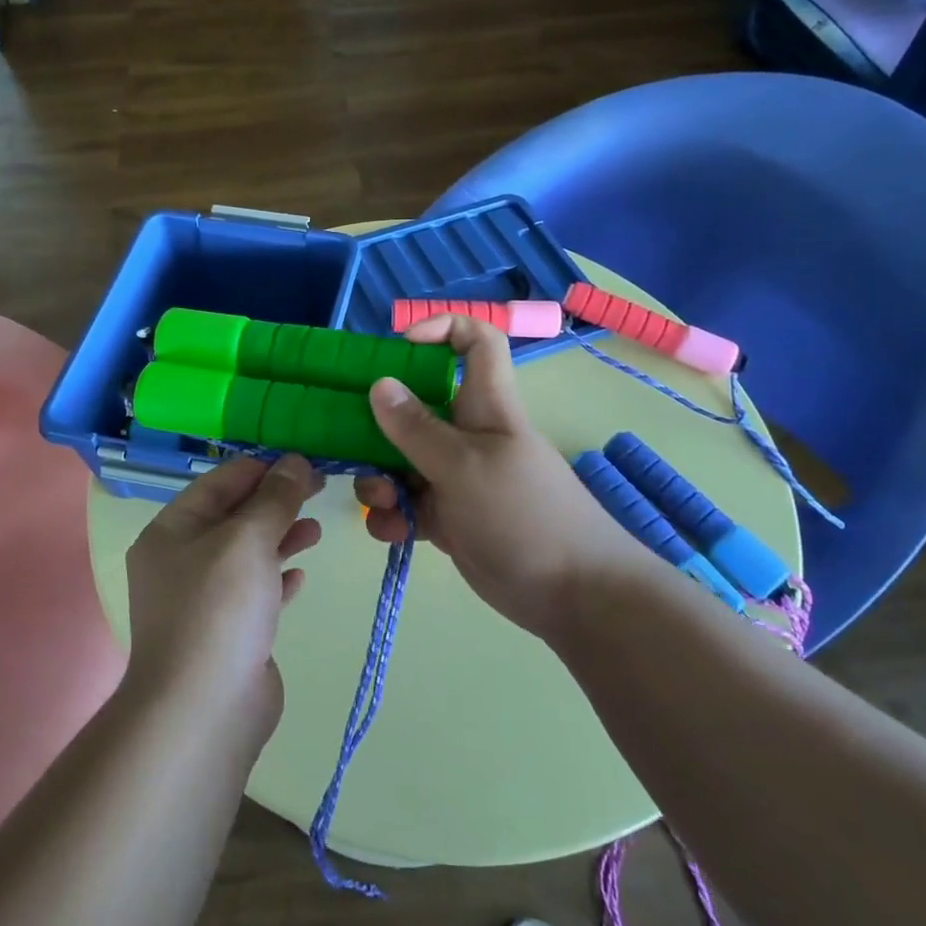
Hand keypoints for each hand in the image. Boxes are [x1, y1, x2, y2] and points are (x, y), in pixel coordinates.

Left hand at [124, 454, 321, 729]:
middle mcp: (181, 561)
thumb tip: (295, 462)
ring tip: (316, 530)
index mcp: (171, 531)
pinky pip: (255, 592)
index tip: (304, 462)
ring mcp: (203, 599)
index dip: (262, 468)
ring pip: (247, 554)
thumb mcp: (247, 539)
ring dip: (281, 537)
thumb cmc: (219, 609)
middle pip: (234, 516)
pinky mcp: (227, 632)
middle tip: (320, 489)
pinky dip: (277, 578)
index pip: (219, 482)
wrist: (204, 709)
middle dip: (276, 501)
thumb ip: (275, 498)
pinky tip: (301, 575)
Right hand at [354, 315, 667, 638]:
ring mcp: (455, 477)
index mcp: (484, 405)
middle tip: (352, 441)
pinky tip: (390, 532)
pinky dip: (392, 515)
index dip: (442, 329)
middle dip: (379, 424)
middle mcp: (466, 434)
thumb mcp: (464, 466)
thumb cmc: (524, 514)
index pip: (475, 343)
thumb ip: (417, 429)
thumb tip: (379, 384)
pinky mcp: (448, 517)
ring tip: (381, 502)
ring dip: (380, 478)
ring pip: (402, 460)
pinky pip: (407, 504)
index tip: (399, 345)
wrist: (572, 595)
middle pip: (416, 406)